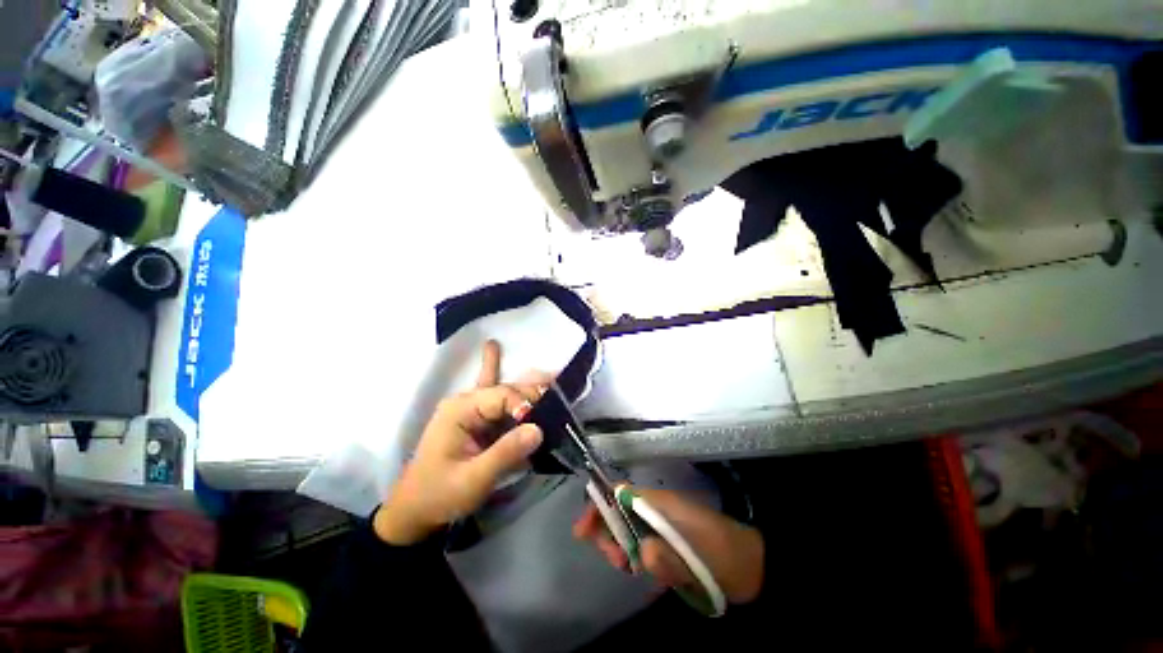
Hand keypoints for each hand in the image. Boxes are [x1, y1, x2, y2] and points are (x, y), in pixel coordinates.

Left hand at [375, 341, 548, 544]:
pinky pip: (492, 397)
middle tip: (558, 389)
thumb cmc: (439, 495)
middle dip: (531, 391)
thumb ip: (505, 453)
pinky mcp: (475, 420)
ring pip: (503, 391)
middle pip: (506, 389)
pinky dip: (499, 377)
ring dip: (526, 386)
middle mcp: (465, 402)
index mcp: (460, 410)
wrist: (415, 511)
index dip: (525, 404)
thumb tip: (539, 429)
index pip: (501, 395)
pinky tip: (494, 347)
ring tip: (550, 375)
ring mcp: (469, 410)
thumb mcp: (473, 479)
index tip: (542, 423)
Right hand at [573, 486, 764, 604]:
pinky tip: (647, 575)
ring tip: (632, 570)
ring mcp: (661, 526)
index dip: (598, 507)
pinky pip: (643, 546)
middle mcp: (656, 510)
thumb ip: (671, 559)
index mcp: (660, 503)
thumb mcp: (701, 559)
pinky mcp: (667, 542)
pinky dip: (638, 558)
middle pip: (618, 512)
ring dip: (622, 549)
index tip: (582, 531)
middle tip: (618, 562)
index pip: (619, 494)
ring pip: (628, 531)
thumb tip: (642, 555)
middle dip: (609, 535)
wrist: (753, 565)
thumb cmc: (725, 554)